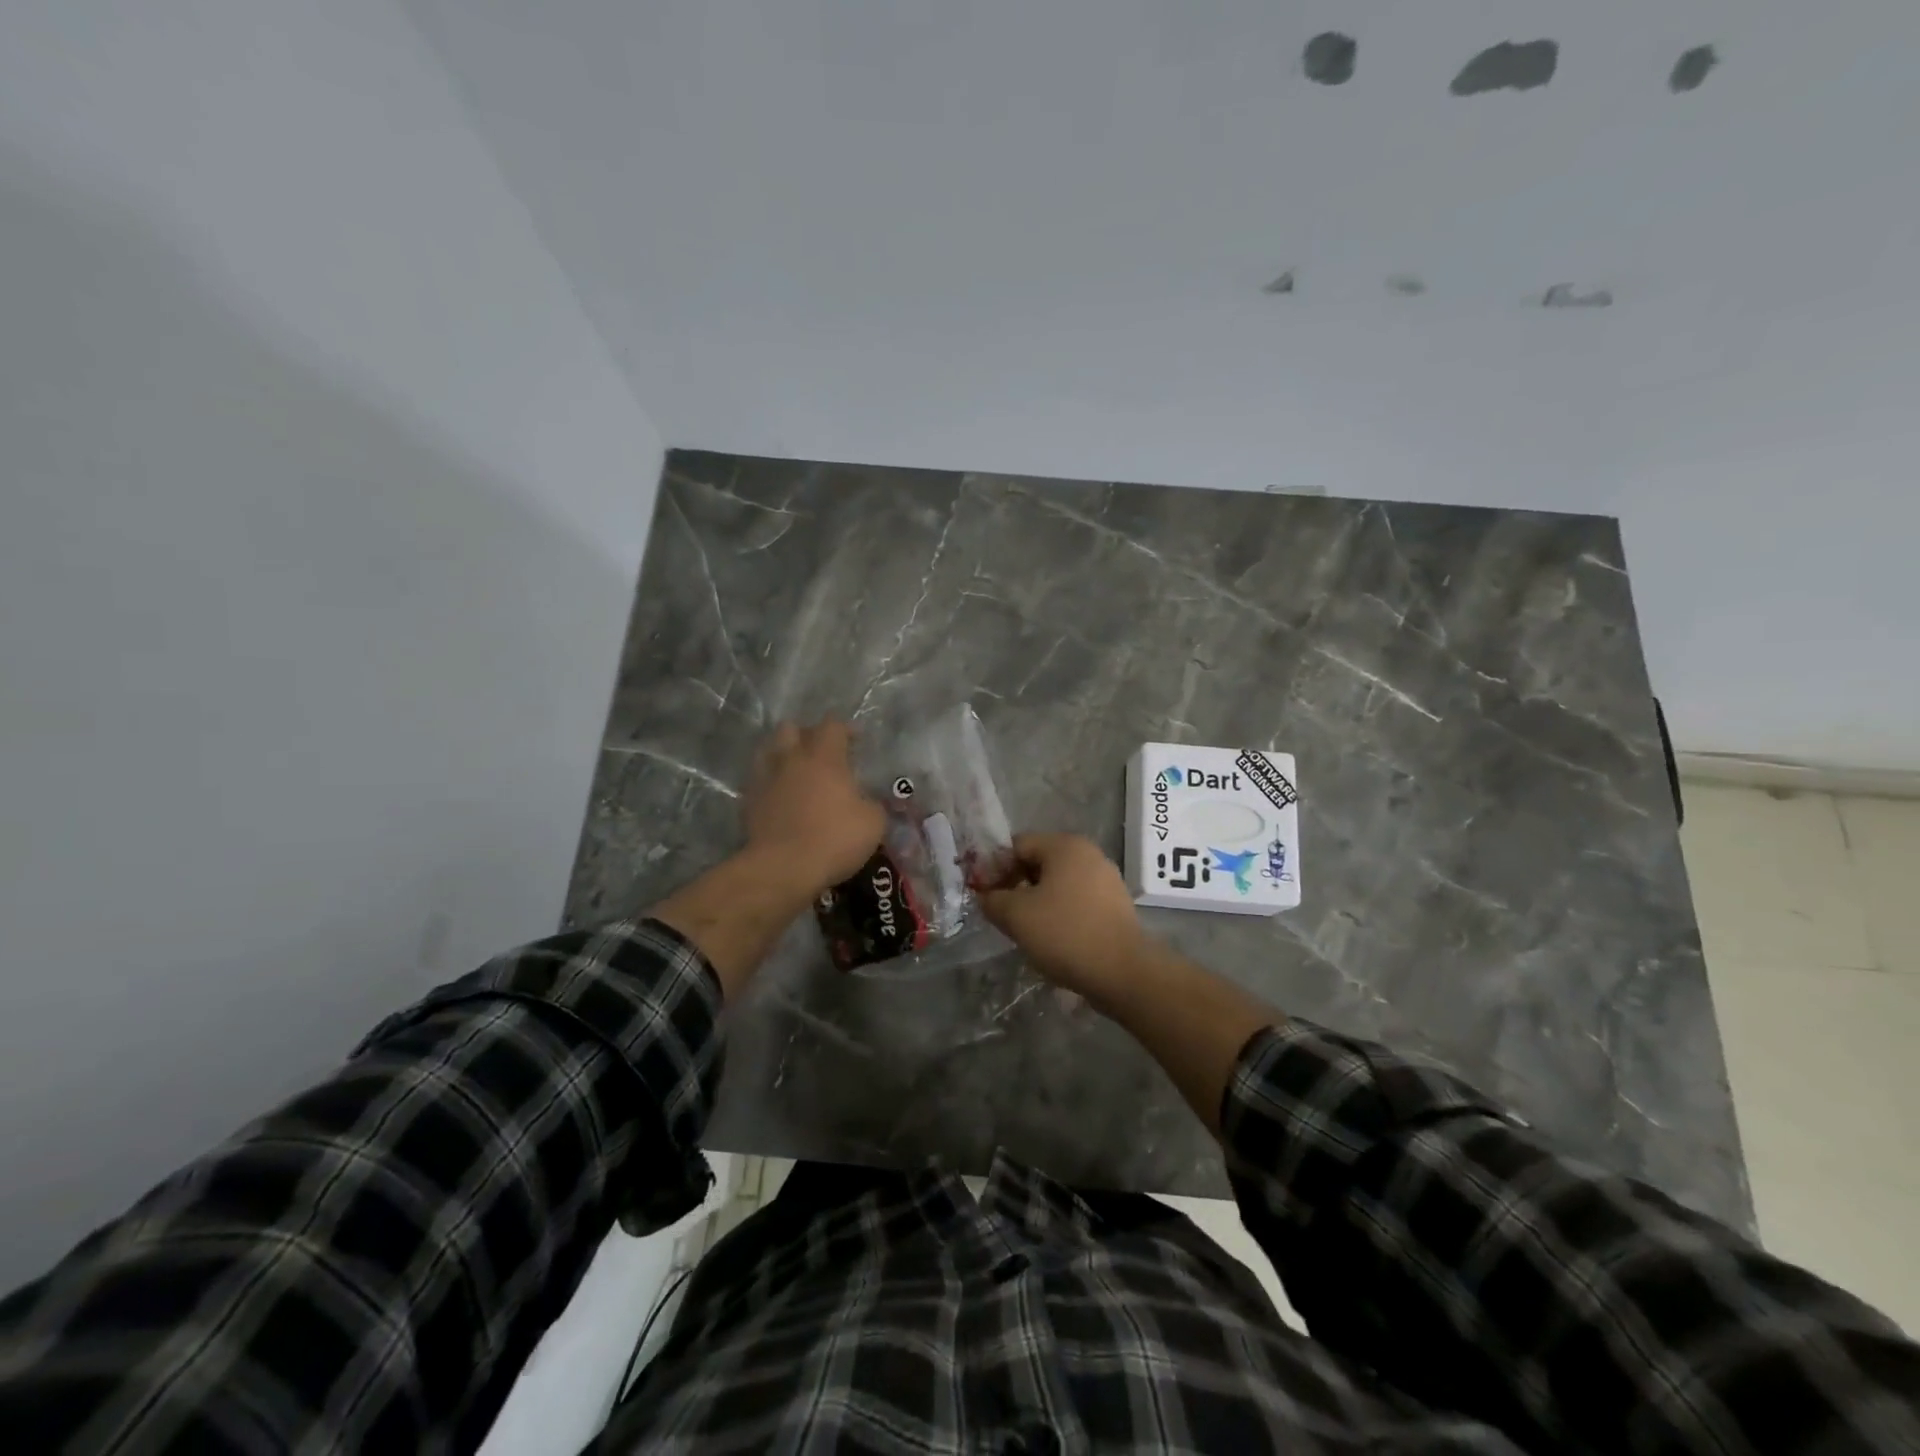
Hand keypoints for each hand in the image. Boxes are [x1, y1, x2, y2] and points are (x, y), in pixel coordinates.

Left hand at [743, 721, 886, 897]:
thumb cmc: (833, 839)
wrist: (783, 869)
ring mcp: (765, 779)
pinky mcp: (749, 802)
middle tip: (822, 753)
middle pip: (791, 729)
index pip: (832, 725)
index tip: (856, 741)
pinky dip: (770, 782)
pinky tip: (781, 797)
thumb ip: (873, 804)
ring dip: (783, 755)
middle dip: (807, 735)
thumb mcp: (873, 823)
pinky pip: (759, 780)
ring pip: (768, 750)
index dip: (845, 729)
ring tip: (796, 771)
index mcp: (824, 758)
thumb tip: (868, 802)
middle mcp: (791, 760)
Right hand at [978, 834, 1150, 994]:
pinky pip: (1077, 900)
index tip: (984, 895)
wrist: (1123, 972)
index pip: (1018, 845)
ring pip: (1058, 882)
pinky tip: (1053, 937)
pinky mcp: (1115, 904)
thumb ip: (993, 900)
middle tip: (1002, 913)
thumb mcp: (1016, 915)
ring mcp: (1106, 879)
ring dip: (1036, 900)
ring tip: (1025, 928)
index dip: (995, 867)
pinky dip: (1060, 912)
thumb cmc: (1065, 933)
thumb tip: (986, 896)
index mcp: (1065, 846)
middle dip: (1015, 884)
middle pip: (1039, 861)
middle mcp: (1088, 854)